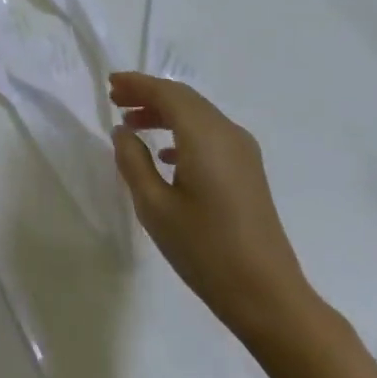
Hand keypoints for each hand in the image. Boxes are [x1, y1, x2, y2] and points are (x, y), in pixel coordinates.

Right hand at [109, 72, 319, 340]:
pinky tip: (164, 155)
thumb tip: (123, 132)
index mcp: (205, 137)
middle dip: (149, 95)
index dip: (138, 84)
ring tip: (132, 124)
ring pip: (199, 116)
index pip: (168, 94)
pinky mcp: (248, 171)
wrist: (266, 294)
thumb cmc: (204, 248)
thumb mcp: (154, 206)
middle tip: (115, 100)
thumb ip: (133, 162)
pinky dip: (183, 132)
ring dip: (165, 113)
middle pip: (185, 99)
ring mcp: (243, 152)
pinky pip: (210, 135)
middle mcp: (228, 134)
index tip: (110, 83)